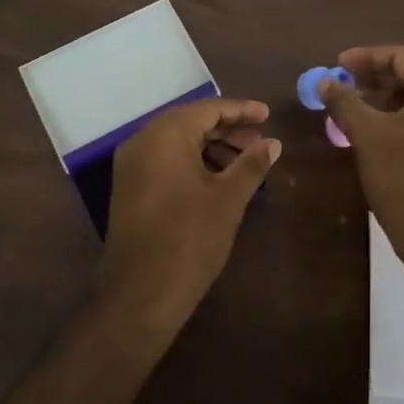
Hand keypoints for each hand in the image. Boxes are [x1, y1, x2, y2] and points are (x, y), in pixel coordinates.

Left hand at [97, 97, 279, 335]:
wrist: (140, 294)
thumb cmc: (189, 239)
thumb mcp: (228, 199)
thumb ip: (251, 164)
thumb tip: (273, 143)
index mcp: (165, 135)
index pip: (208, 109)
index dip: (241, 111)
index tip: (268, 115)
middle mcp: (143, 141)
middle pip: (191, 122)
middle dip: (228, 129)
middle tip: (260, 142)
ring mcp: (131, 165)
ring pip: (177, 142)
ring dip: (212, 147)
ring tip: (245, 162)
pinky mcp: (129, 187)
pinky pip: (165, 160)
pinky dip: (193, 162)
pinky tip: (218, 179)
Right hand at [321, 46, 403, 290]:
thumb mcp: (367, 136)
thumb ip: (345, 101)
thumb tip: (325, 82)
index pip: (403, 55)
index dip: (366, 56)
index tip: (337, 66)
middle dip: (376, 76)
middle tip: (344, 86)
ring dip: (388, 98)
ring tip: (355, 109)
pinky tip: (380, 133)